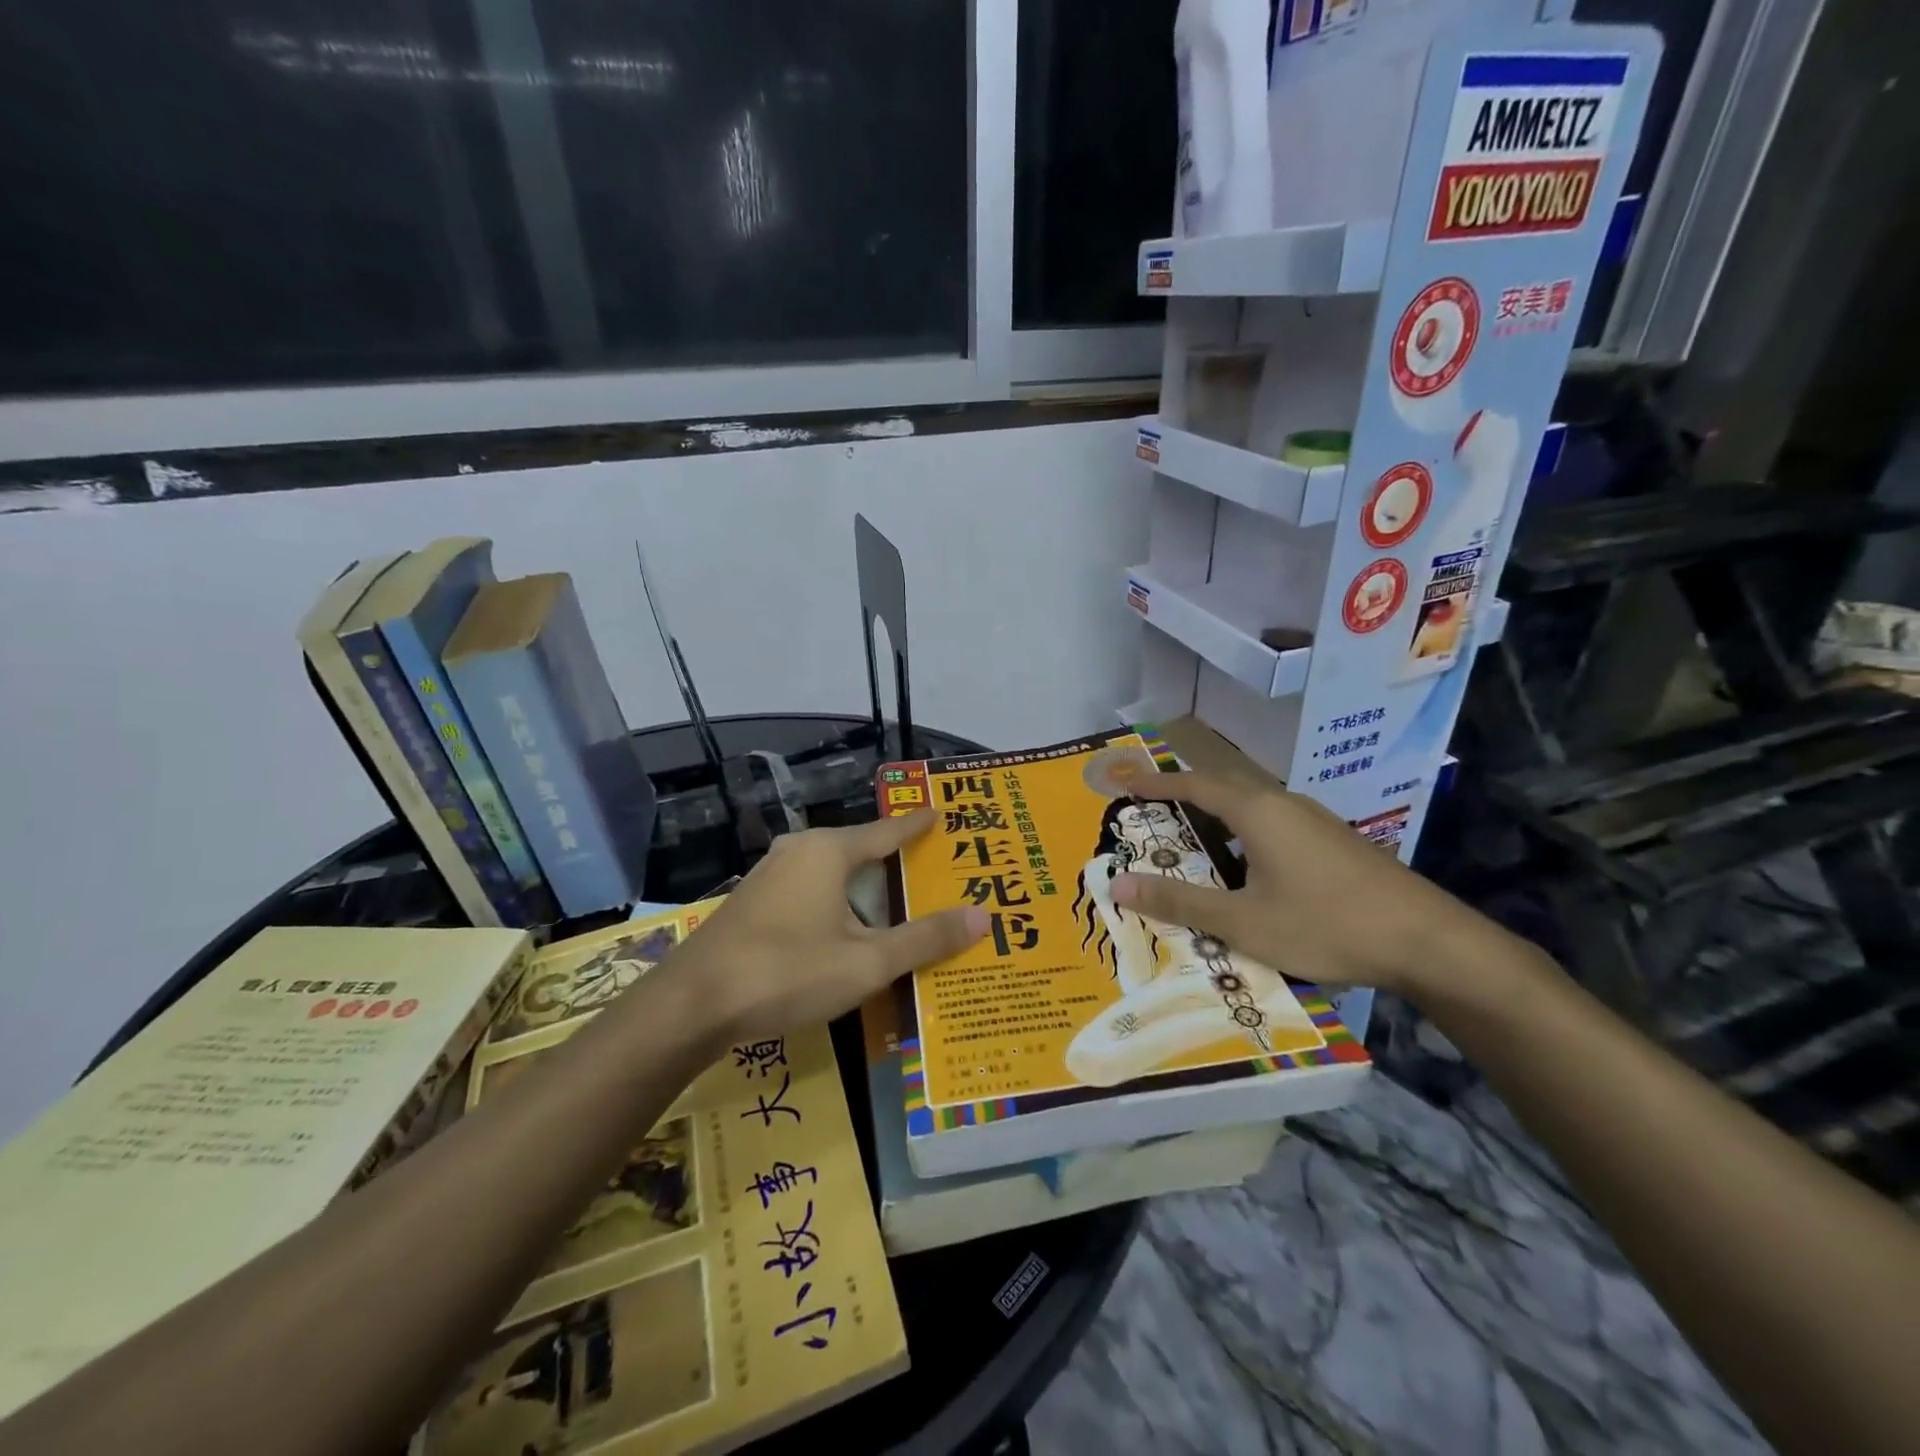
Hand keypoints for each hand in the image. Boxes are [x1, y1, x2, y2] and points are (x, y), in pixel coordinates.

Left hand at [671, 810, 986, 1044]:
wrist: (692, 1004)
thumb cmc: (787, 973)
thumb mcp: (867, 963)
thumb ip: (924, 939)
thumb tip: (983, 916)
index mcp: (829, 852)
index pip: (887, 831)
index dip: (917, 825)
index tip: (941, 812)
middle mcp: (799, 851)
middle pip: (859, 850)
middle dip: (892, 861)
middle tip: (928, 870)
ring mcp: (770, 875)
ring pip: (831, 873)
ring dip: (862, 888)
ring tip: (893, 902)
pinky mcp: (753, 901)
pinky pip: (808, 889)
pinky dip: (836, 902)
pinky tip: (844, 929)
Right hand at [1108, 768, 1486, 996]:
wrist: (1428, 942)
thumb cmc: (1325, 924)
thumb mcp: (1242, 921)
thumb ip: (1179, 902)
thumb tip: (1118, 884)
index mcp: (1258, 812)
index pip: (1195, 785)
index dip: (1158, 783)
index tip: (1126, 782)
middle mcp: (1286, 805)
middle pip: (1224, 786)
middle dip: (1185, 792)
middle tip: (1151, 806)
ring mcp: (1316, 821)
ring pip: (1253, 805)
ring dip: (1217, 812)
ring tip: (1191, 835)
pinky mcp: (1335, 842)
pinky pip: (1275, 823)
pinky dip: (1244, 831)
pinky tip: (1247, 864)